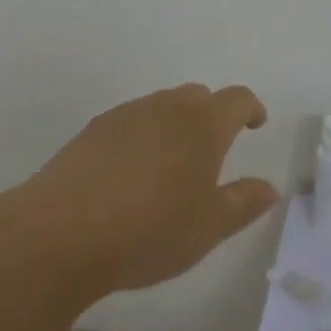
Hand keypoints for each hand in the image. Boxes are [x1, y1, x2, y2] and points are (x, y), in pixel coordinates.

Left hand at [8, 84, 279, 299]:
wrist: (61, 233)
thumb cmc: (149, 231)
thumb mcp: (208, 228)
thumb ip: (243, 203)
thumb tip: (270, 188)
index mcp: (205, 124)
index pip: (238, 99)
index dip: (251, 108)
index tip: (256, 123)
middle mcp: (169, 107)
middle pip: (199, 96)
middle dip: (212, 115)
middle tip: (213, 150)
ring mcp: (129, 114)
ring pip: (163, 105)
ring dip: (176, 124)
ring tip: (171, 164)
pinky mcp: (95, 129)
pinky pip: (132, 120)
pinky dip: (143, 136)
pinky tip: (131, 172)